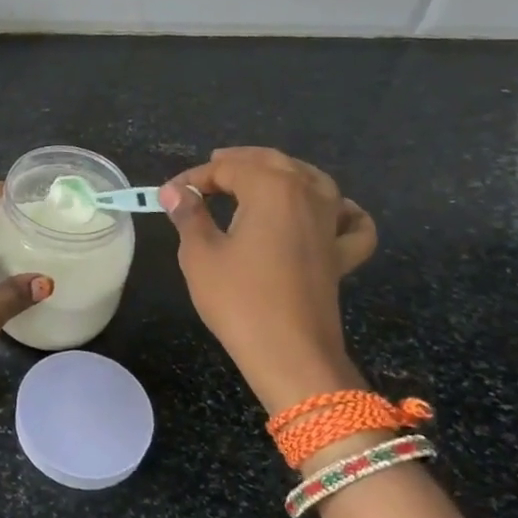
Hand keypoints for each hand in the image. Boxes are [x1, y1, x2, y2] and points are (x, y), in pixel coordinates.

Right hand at [159, 147, 377, 414]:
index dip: (194, 177)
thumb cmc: (239, 300)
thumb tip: (174, 191)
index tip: (168, 195)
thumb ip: (189, 215)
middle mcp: (308, 195)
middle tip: (207, 174)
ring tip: (256, 180)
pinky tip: (328, 211)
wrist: (291, 355)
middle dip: (237, 163)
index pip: (227, 168)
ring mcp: (331, 223)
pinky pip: (349, 220)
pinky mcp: (341, 253)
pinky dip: (340, 209)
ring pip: (311, 180)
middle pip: (272, 162)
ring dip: (281, 174)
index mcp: (271, 188)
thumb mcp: (200, 254)